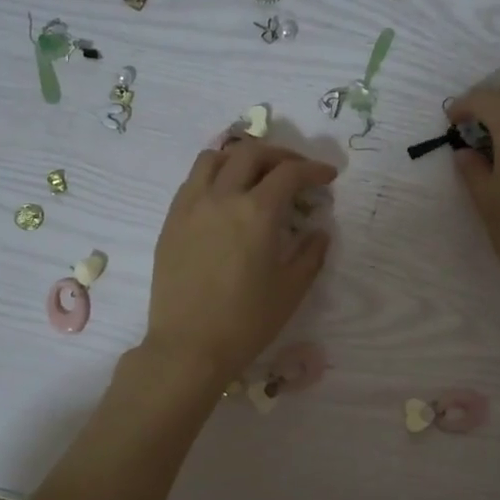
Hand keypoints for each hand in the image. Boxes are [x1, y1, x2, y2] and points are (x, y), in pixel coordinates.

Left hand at [142, 139, 336, 391]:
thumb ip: (311, 254)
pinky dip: (215, 174)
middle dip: (281, 155)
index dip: (314, 169)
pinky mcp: (172, 220)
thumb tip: (319, 231)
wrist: (189, 347)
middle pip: (251, 153)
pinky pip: (193, 180)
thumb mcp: (291, 290)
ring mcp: (191, 206)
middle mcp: (222, 197)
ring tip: (256, 173)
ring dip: (241, 157)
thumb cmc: (246, 322)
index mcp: (256, 212)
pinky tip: (225, 195)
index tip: (328, 176)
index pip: (289, 173)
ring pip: (215, 157)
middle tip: (297, 171)